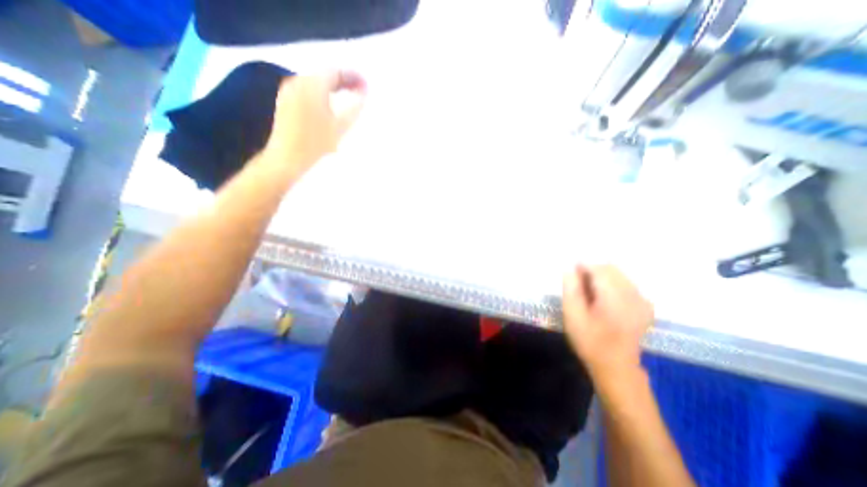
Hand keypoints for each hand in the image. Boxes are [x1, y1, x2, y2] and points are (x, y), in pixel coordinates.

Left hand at [268, 70, 368, 179]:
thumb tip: (364, 94)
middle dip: (343, 80)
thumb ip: (354, 108)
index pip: (336, 71)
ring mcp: (289, 90)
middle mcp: (298, 81)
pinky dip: (321, 93)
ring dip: (332, 87)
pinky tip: (329, 104)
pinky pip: (307, 89)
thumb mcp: (340, 127)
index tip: (366, 85)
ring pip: (315, 81)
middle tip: (359, 90)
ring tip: (347, 97)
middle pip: (324, 74)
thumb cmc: (316, 144)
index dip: (353, 76)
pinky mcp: (285, 100)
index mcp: (313, 85)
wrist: (286, 158)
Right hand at [562, 267, 649, 395]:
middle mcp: (634, 295)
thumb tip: (569, 268)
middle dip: (592, 271)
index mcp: (615, 298)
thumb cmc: (589, 341)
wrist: (615, 366)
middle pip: (611, 269)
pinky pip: (626, 284)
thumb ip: (571, 289)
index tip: (571, 274)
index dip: (583, 266)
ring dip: (602, 277)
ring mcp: (643, 301)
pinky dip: (612, 284)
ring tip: (590, 293)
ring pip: (619, 275)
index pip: (599, 269)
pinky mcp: (646, 305)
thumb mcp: (572, 315)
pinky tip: (604, 299)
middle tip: (578, 285)